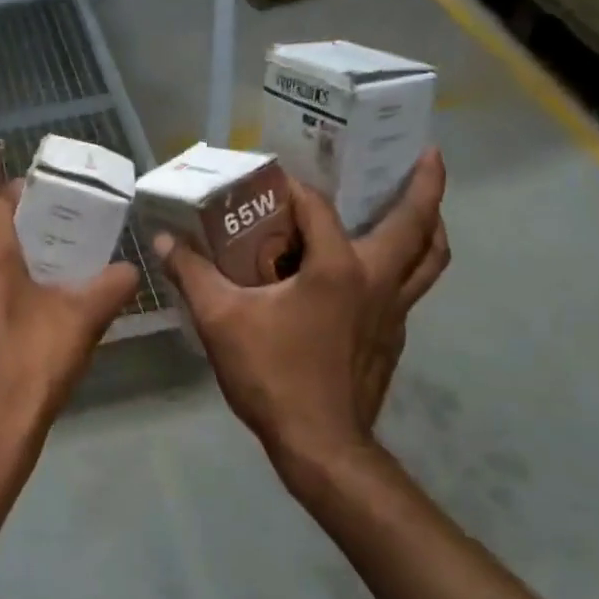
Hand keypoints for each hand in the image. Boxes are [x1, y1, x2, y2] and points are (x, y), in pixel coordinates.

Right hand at [155, 149, 448, 487]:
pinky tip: (377, 274)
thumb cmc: (272, 375)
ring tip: (425, 207)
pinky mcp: (393, 338)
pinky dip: (408, 267)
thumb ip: (193, 275)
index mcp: (339, 268)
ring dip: (432, 226)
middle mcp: (378, 281)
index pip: (319, 208)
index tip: (272, 179)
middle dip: (426, 184)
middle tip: (426, 154)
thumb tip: (165, 241)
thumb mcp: (221, 321)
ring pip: (431, 259)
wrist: (320, 444)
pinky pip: (411, 289)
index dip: (293, 187)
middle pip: (418, 223)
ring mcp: (393, 312)